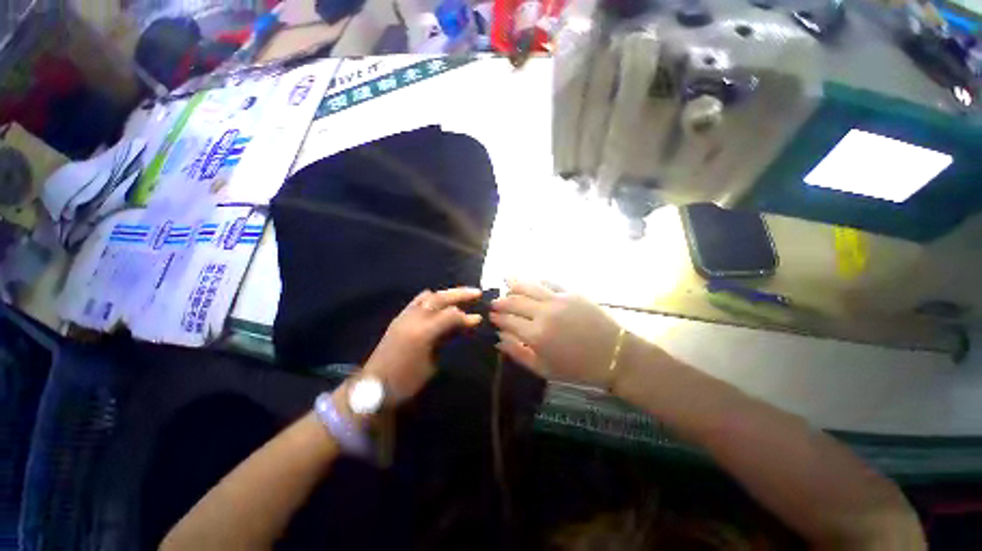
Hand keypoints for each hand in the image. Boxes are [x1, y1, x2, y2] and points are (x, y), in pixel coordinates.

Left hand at [362, 287, 482, 403]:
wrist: (373, 385)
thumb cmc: (406, 380)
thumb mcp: (432, 365)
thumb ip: (447, 341)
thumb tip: (462, 327)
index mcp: (423, 332)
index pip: (450, 315)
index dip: (466, 317)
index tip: (479, 318)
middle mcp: (413, 318)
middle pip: (440, 298)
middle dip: (460, 294)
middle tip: (477, 293)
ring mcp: (404, 316)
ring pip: (429, 296)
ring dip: (447, 294)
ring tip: (461, 295)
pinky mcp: (399, 318)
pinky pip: (418, 301)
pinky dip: (432, 298)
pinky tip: (440, 302)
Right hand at [490, 280, 621, 386]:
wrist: (614, 355)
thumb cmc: (577, 368)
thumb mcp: (543, 369)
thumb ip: (518, 352)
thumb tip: (498, 338)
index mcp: (536, 335)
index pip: (507, 320)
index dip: (496, 317)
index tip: (491, 316)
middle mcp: (544, 313)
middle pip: (514, 301)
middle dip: (501, 301)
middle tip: (495, 302)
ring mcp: (558, 300)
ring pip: (528, 285)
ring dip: (514, 284)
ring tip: (506, 283)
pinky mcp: (571, 292)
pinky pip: (548, 282)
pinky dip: (535, 281)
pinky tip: (530, 281)